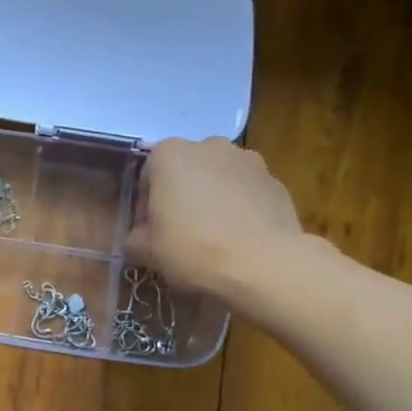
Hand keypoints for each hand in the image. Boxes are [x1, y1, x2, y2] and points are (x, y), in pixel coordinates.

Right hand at [126, 137, 305, 293]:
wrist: (262, 264)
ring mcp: (248, 160)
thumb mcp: (145, 251)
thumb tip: (139, 237)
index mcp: (169, 154)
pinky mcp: (276, 181)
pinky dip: (241, 209)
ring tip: (214, 236)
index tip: (150, 230)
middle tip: (180, 232)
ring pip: (219, 179)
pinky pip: (248, 193)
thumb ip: (134, 237)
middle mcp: (209, 145)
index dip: (146, 204)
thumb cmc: (192, 249)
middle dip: (181, 195)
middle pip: (186, 170)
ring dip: (212, 199)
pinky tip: (240, 239)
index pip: (148, 174)